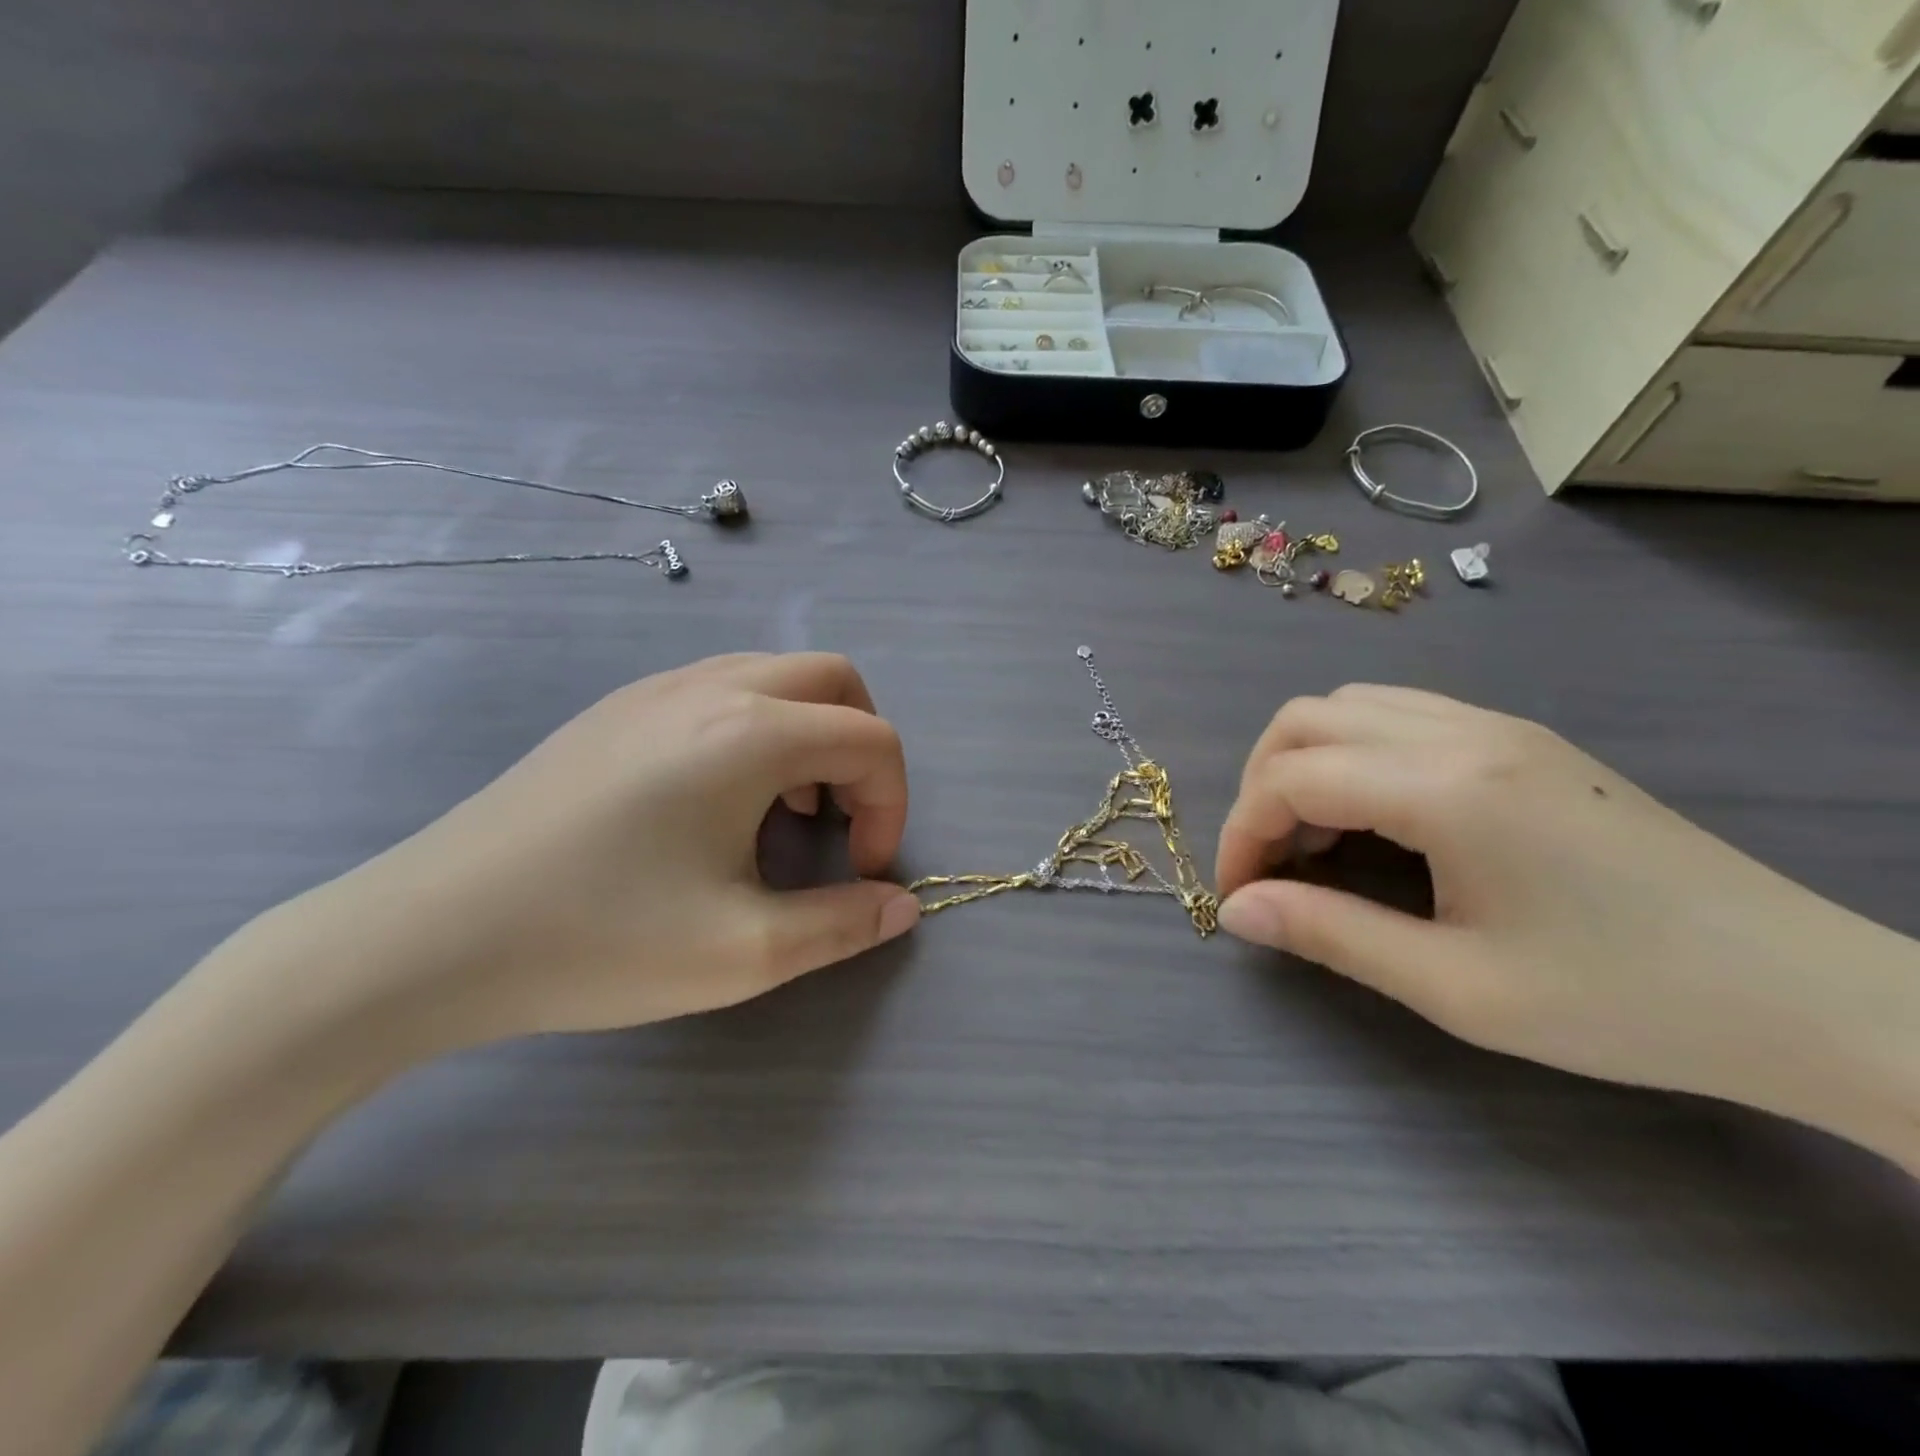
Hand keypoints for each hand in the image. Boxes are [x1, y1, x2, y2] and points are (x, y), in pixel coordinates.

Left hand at [274, 652, 919, 1054]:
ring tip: (779, 813)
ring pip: (776, 676)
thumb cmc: (599, 939)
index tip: (860, 869)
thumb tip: (903, 906)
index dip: (890, 805)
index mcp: (752, 733)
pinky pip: (722, 689)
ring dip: (809, 734)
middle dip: (861, 749)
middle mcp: (713, 687)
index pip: (872, 739)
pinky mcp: (617, 708)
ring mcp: (657, 689)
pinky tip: (716, 801)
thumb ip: (843, 925)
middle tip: (835, 822)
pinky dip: (757, 729)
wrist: (427, 935)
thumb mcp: (743, 952)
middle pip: (834, 680)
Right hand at [1215, 686, 1919, 1165]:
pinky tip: (1375, 817)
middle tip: (1270, 863)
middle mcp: (1461, 731)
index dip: (1242, 834)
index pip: (1291, 778)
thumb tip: (1236, 911)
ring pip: (1349, 705)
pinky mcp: (1522, 739)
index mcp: (1445, 786)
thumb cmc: (1624, 1000)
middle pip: (1305, 719)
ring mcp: (1497, 725)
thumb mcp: (1457, 987)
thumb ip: (1330, 935)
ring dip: (1304, 764)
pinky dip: (1352, 754)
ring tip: (1315, 841)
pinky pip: (1398, 715)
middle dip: (1260, 787)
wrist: (1805, 992)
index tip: (1241, 897)